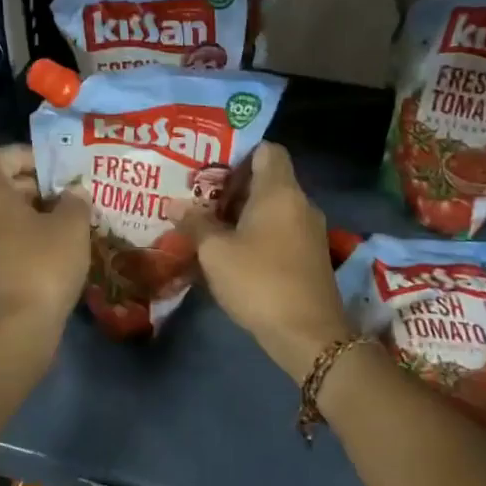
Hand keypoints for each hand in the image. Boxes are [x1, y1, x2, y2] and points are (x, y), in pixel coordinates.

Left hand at [0, 144, 89, 338]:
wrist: (13, 332)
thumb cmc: (41, 266)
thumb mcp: (71, 227)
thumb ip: (76, 202)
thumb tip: (75, 193)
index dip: (21, 154)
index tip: (53, 166)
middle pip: (4, 190)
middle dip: (40, 188)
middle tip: (74, 195)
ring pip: (11, 223)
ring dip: (41, 219)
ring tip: (76, 226)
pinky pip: (13, 250)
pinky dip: (36, 246)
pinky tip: (65, 257)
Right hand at [181, 144, 353, 379]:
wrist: (309, 335)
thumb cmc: (260, 281)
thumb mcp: (216, 252)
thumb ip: (195, 224)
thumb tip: (174, 205)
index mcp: (280, 190)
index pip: (268, 150)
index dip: (240, 152)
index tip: (211, 167)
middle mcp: (300, 203)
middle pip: (268, 179)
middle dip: (233, 186)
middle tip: (199, 197)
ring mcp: (309, 230)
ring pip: (273, 207)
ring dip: (243, 213)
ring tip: (209, 224)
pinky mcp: (310, 255)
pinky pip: (281, 230)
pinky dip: (258, 233)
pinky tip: (232, 251)